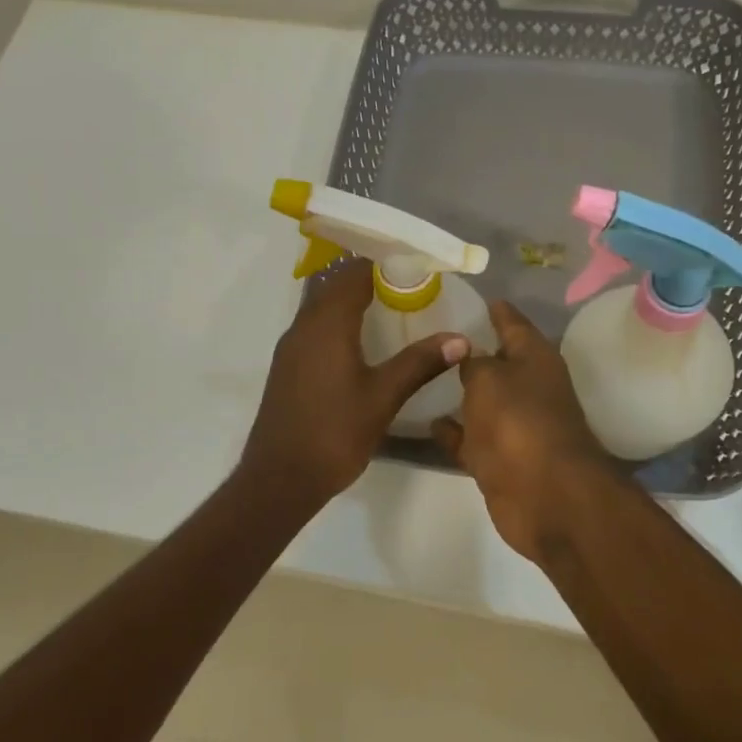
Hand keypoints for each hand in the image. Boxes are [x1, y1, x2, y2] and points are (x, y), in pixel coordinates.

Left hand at [240, 261, 470, 510]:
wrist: (280, 478)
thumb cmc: (334, 432)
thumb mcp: (383, 397)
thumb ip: (420, 363)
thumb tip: (460, 339)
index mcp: (327, 324)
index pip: (354, 273)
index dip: (384, 263)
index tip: (416, 266)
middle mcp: (304, 326)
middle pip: (335, 284)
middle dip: (370, 277)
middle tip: (408, 285)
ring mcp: (291, 347)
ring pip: (321, 305)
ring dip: (352, 299)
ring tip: (391, 308)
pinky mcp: (288, 366)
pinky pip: (315, 326)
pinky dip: (339, 320)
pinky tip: (362, 342)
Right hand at [433, 301, 615, 562]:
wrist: (545, 496)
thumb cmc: (518, 422)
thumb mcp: (488, 379)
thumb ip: (472, 364)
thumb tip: (467, 357)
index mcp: (535, 358)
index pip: (512, 322)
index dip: (494, 309)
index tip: (470, 296)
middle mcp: (529, 388)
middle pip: (498, 362)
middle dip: (471, 351)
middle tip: (432, 334)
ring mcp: (516, 426)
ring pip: (484, 401)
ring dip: (462, 393)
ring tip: (425, 375)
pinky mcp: (501, 459)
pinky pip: (472, 438)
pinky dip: (454, 431)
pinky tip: (429, 423)